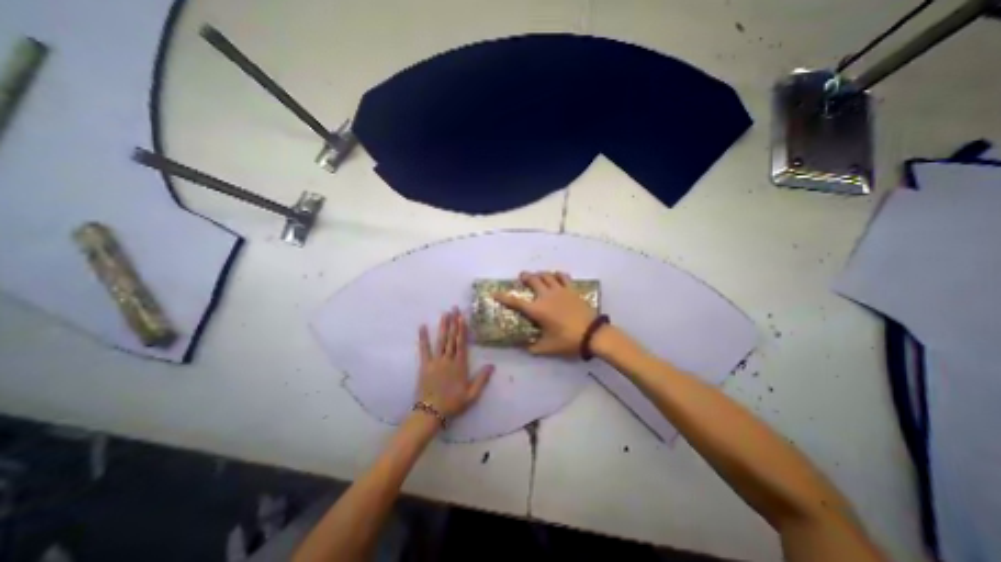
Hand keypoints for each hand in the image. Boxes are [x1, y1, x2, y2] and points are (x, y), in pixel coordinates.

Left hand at [415, 309, 490, 417]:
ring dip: (443, 326)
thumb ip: (482, 379)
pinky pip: (424, 349)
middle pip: (451, 338)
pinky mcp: (425, 365)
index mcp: (460, 365)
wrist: (431, 412)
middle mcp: (448, 359)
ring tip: (444, 313)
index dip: (462, 329)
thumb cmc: (453, 403)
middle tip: (454, 308)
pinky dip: (423, 338)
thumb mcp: (472, 395)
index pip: (462, 343)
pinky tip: (422, 327)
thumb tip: (492, 365)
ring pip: (440, 340)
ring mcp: (436, 361)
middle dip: (453, 322)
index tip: (462, 317)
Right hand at [492, 270, 592, 357]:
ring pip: (546, 275)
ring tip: (537, 275)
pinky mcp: (571, 289)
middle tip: (521, 277)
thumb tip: (525, 348)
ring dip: (539, 274)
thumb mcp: (548, 347)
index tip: (494, 293)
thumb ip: (534, 348)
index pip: (516, 302)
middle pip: (532, 280)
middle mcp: (546, 296)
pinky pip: (563, 277)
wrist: (592, 334)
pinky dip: (557, 274)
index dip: (503, 297)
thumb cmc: (568, 340)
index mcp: (537, 310)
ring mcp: (560, 290)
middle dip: (525, 277)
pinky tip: (555, 276)